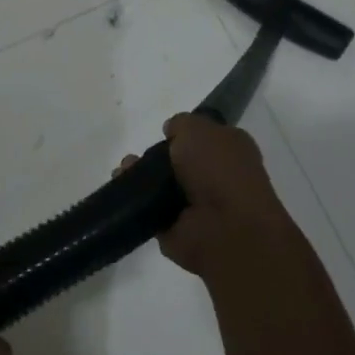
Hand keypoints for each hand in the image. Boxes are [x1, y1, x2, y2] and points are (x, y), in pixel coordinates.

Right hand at [117, 114, 301, 279]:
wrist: (225, 227)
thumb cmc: (218, 168)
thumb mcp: (197, 128)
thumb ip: (181, 124)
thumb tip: (171, 130)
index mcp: (231, 148)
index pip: (205, 136)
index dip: (184, 133)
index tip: (163, 133)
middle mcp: (217, 175)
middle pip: (180, 162)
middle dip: (156, 157)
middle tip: (136, 155)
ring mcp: (199, 205)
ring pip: (164, 186)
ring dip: (143, 178)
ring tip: (124, 171)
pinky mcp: (179, 230)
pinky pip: (152, 212)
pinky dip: (137, 204)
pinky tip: (123, 193)